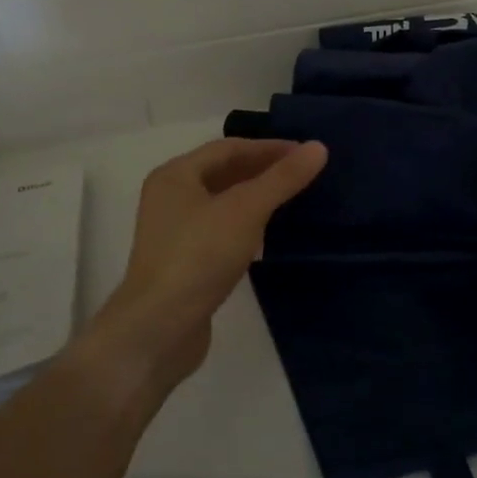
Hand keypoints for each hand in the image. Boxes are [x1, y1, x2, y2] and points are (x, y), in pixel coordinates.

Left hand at [80, 137, 327, 399]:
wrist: (158, 330)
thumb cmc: (199, 257)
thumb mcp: (246, 210)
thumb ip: (282, 179)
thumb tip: (318, 147)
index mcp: (176, 175)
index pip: (229, 148)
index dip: (269, 147)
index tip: (306, 153)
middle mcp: (171, 197)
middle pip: (224, 173)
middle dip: (264, 171)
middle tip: (304, 175)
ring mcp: (175, 232)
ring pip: (223, 203)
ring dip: (256, 198)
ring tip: (293, 201)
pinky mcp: (184, 262)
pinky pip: (221, 231)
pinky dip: (246, 226)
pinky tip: (268, 237)